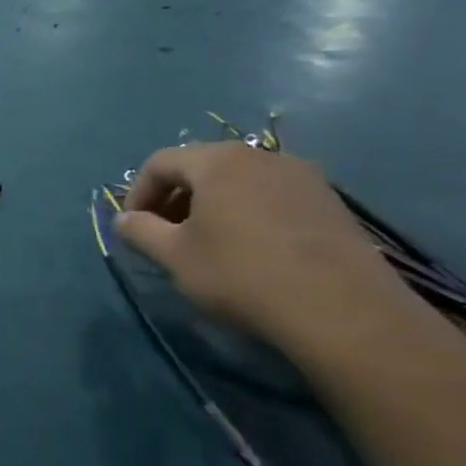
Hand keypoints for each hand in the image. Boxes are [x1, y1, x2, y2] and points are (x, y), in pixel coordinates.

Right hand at [115, 142, 407, 352]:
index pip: (159, 162)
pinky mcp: (330, 202)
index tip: (133, 227)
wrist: (341, 309)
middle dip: (174, 197)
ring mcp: (303, 176)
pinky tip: (249, 249)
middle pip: (201, 166)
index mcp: (218, 161)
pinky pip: (271, 196)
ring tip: (205, 243)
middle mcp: (261, 156)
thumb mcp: (173, 256)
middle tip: (164, 234)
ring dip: (211, 205)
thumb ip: (139, 231)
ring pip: (238, 181)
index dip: (137, 193)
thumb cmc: (240, 274)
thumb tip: (124, 219)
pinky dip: (247, 213)